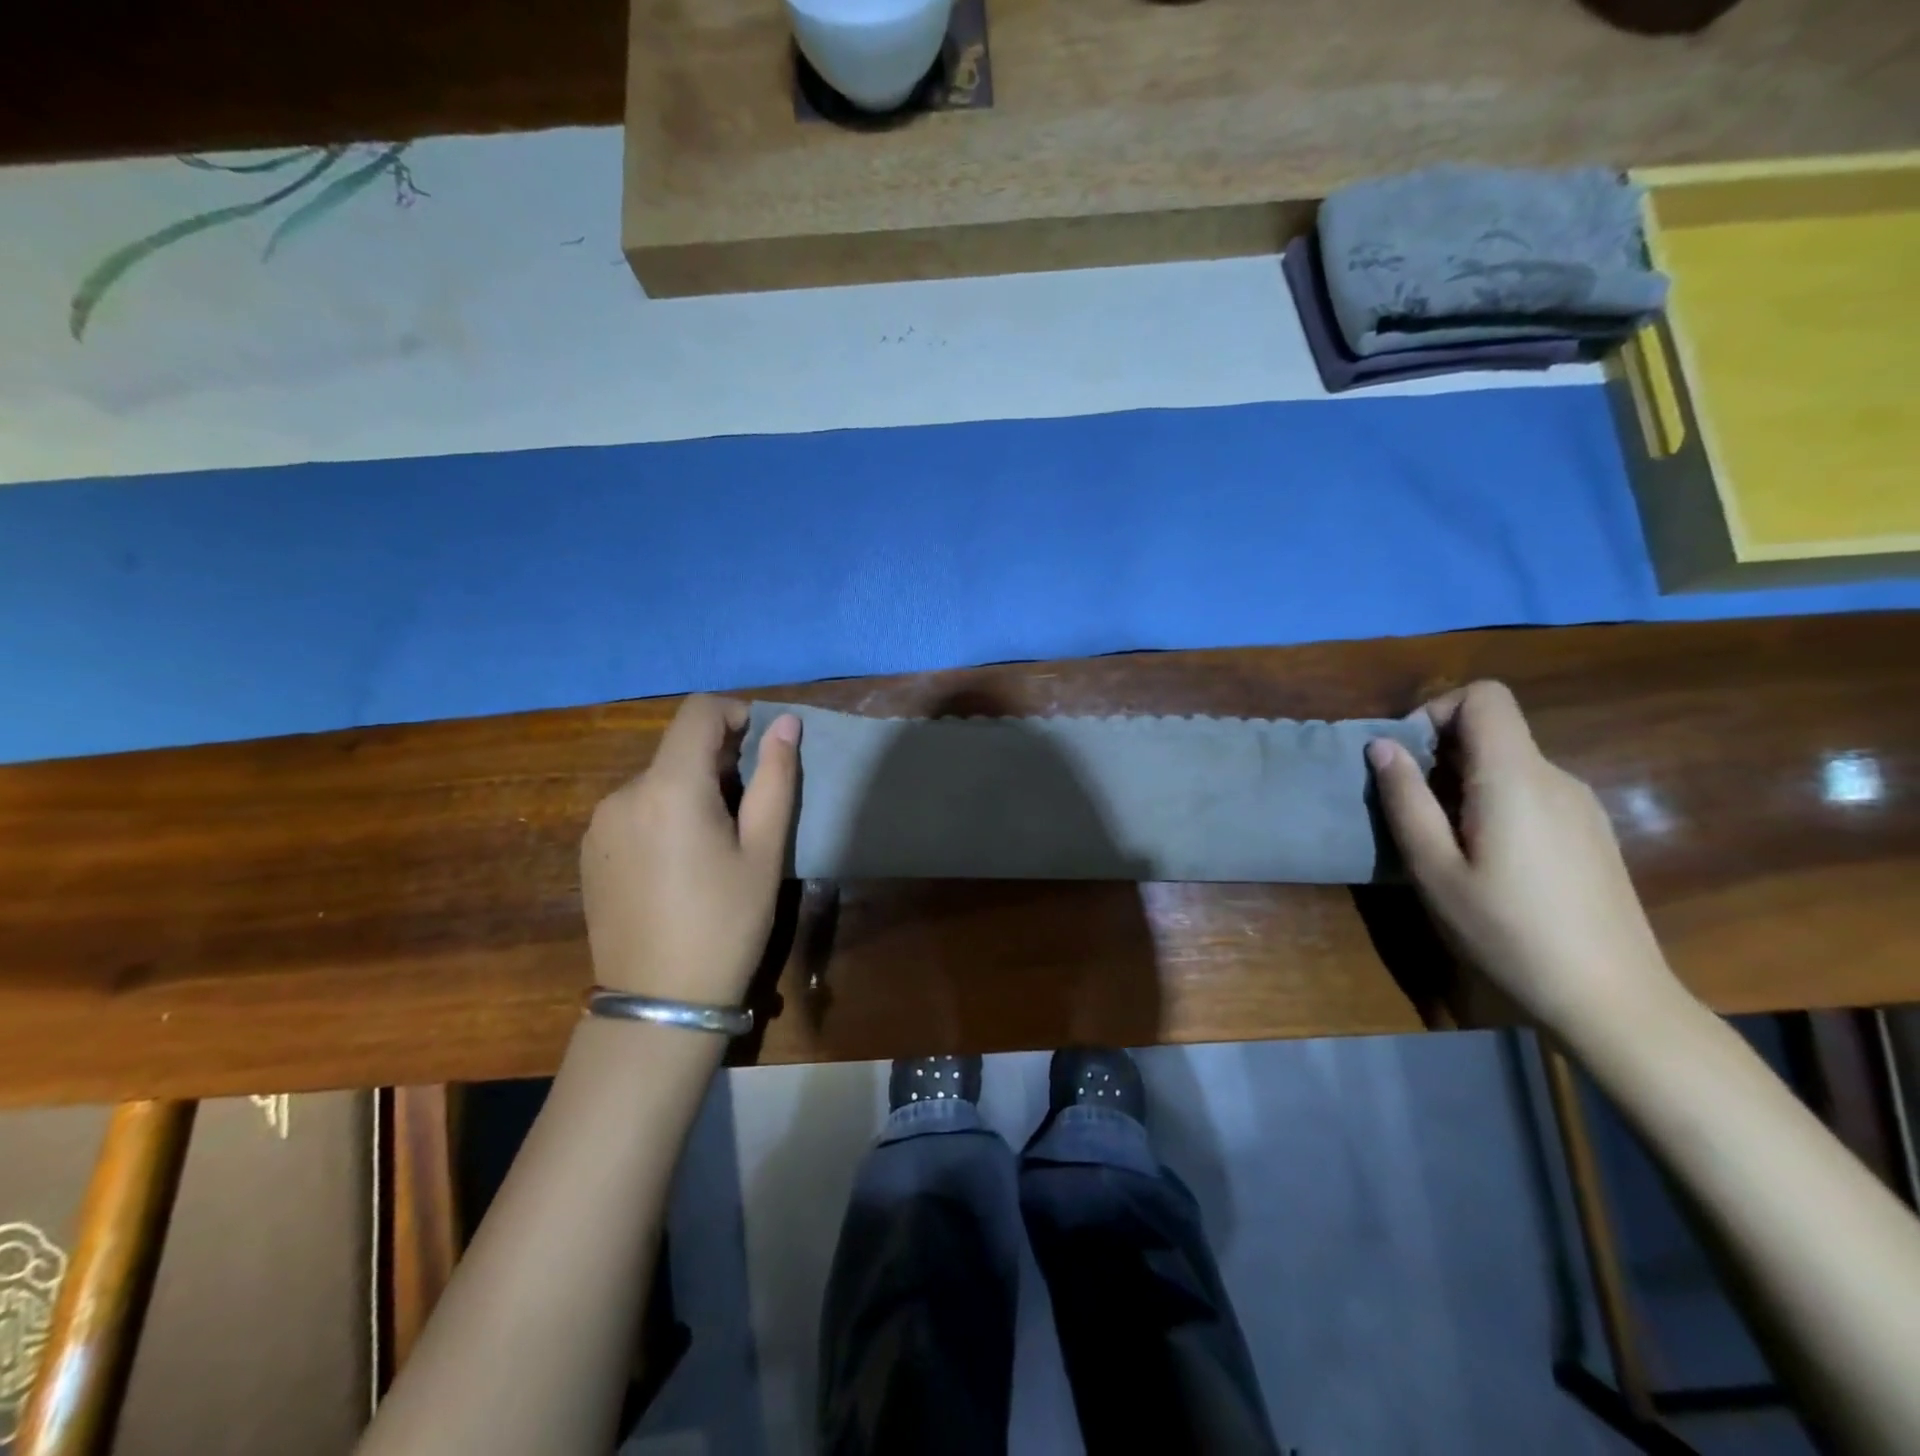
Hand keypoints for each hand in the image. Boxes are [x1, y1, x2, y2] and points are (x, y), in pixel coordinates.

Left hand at [580, 696, 800, 1005]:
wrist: (658, 1004)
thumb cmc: (726, 924)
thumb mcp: (765, 852)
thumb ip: (776, 779)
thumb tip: (786, 723)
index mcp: (670, 788)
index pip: (698, 712)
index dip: (735, 713)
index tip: (760, 747)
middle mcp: (623, 793)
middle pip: (677, 748)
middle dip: (718, 761)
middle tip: (749, 811)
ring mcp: (599, 823)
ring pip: (656, 780)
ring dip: (691, 790)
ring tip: (716, 844)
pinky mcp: (589, 851)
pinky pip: (634, 810)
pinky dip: (664, 814)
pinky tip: (680, 864)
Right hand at [1366, 680, 1681, 1034]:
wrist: (1611, 998)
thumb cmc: (1508, 931)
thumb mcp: (1434, 869)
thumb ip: (1405, 800)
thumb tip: (1381, 746)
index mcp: (1515, 777)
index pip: (1484, 696)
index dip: (1436, 710)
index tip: (1406, 757)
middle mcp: (1556, 777)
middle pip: (1494, 729)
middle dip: (1440, 752)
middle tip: (1410, 807)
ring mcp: (1581, 805)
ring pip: (1510, 763)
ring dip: (1464, 780)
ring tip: (1442, 840)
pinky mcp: (1591, 832)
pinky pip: (1531, 791)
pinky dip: (1494, 801)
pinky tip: (1487, 859)